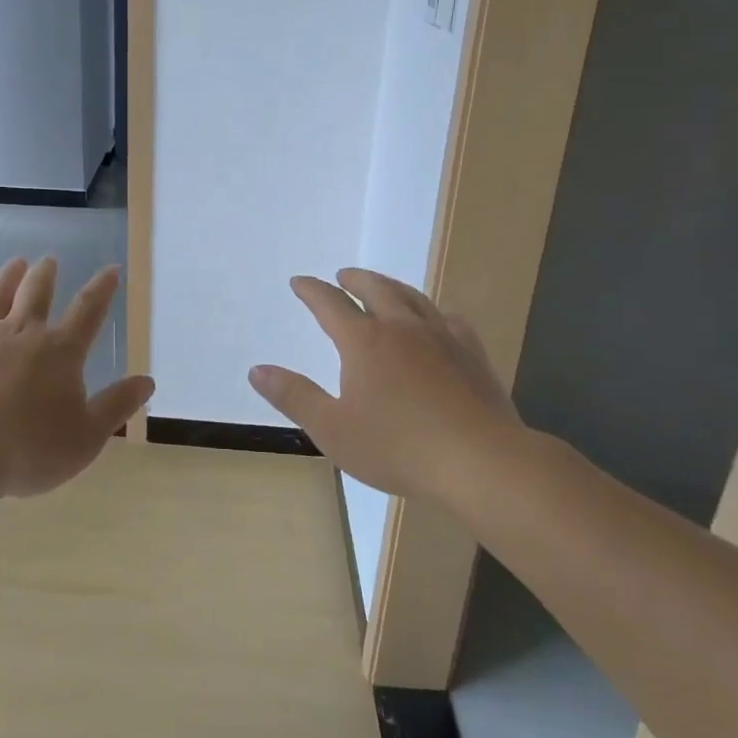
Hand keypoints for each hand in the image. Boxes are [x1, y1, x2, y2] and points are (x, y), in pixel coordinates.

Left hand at [0, 257, 153, 501]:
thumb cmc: (30, 448)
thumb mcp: (87, 436)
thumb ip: (117, 405)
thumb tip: (147, 380)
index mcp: (60, 351)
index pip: (88, 311)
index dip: (101, 289)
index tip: (110, 269)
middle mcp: (22, 332)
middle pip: (37, 294)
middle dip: (46, 275)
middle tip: (49, 260)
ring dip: (7, 277)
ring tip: (15, 263)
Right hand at [247, 268, 529, 504]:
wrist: (481, 462)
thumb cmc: (397, 448)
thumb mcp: (332, 429)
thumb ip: (294, 396)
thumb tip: (257, 370)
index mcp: (364, 342)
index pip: (330, 304)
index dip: (312, 291)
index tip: (300, 282)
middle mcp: (402, 328)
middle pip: (375, 290)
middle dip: (354, 280)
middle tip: (342, 276)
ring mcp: (442, 338)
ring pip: (413, 297)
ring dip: (391, 286)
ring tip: (382, 287)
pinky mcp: (472, 355)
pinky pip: (449, 319)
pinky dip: (431, 312)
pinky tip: (435, 321)